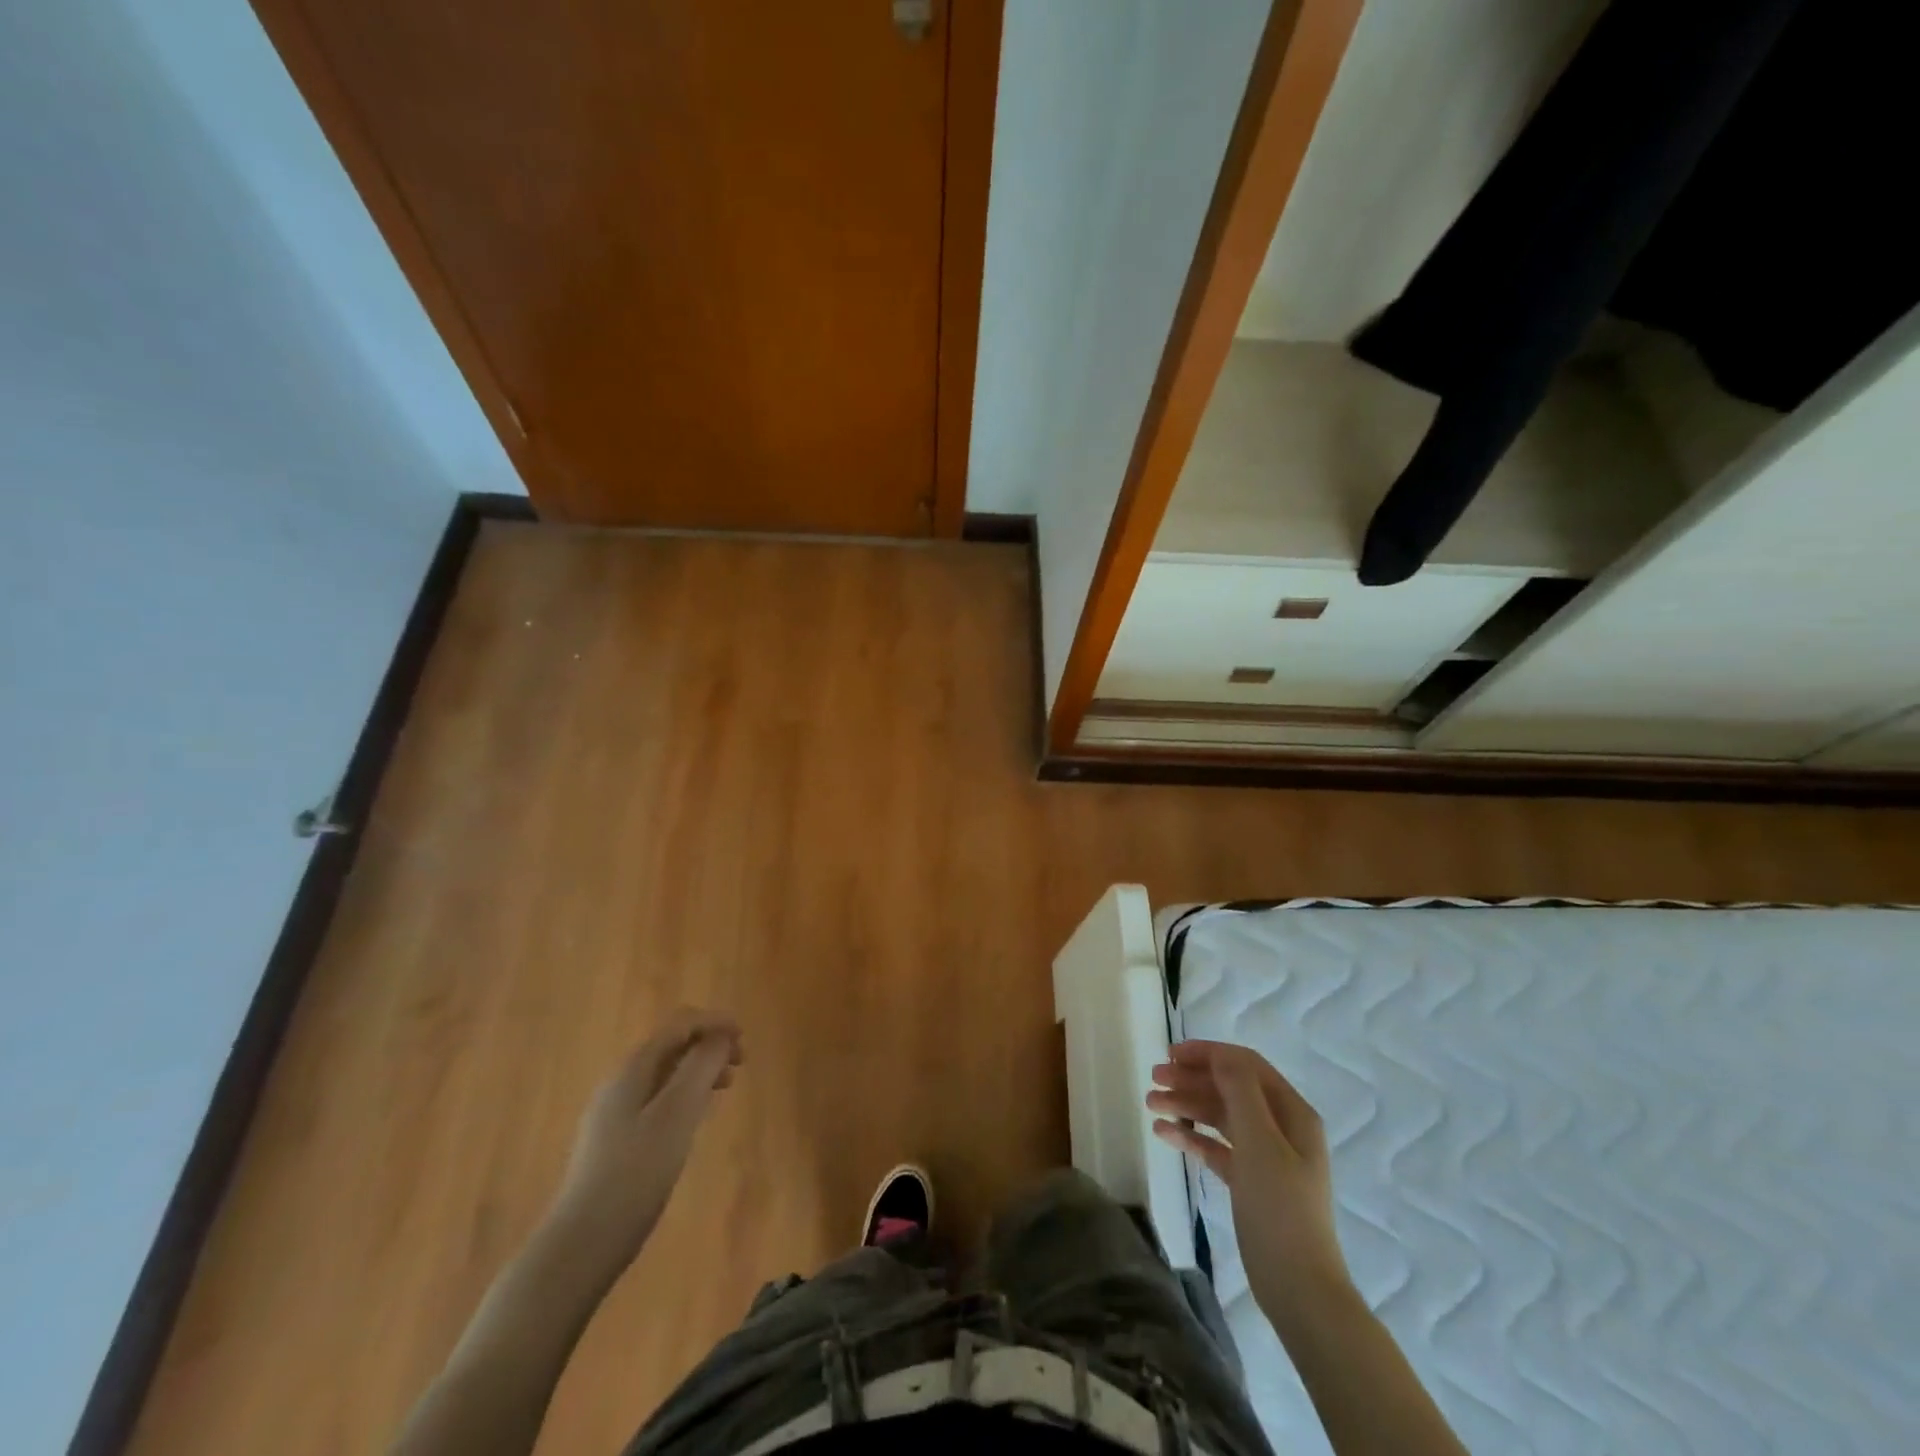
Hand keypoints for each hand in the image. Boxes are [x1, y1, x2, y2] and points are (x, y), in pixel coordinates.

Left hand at [550, 1010, 743, 1267]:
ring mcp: (614, 1112)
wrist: (581, 1244)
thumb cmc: (635, 1173)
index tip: (744, 1037)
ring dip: (699, 1070)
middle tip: (741, 1064)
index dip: (714, 1022)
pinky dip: (685, 1095)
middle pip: (671, 1045)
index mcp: (634, 1068)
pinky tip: (697, 1117)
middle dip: (708, 1045)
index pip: (679, 1025)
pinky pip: (658, 1099)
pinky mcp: (615, 1141)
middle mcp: (621, 1082)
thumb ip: (701, 1067)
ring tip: (726, 1087)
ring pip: (665, 1073)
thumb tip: (720, 1036)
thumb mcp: (677, 1114)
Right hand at [1146, 1041, 1352, 1319]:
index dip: (1208, 1054)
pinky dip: (1192, 1137)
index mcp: (1292, 1112)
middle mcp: (1281, 1128)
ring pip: (1220, 1116)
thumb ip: (1239, 1091)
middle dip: (1191, 1079)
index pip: (1245, 1065)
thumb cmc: (1280, 1209)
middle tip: (1153, 1079)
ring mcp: (1266, 1156)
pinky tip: (1164, 1134)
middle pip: (1230, 1088)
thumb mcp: (1259, 1142)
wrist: (1299, 1289)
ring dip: (1187, 1105)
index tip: (1170, 1054)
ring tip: (1150, 1104)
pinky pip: (1217, 1147)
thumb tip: (1219, 1055)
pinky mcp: (1251, 1182)